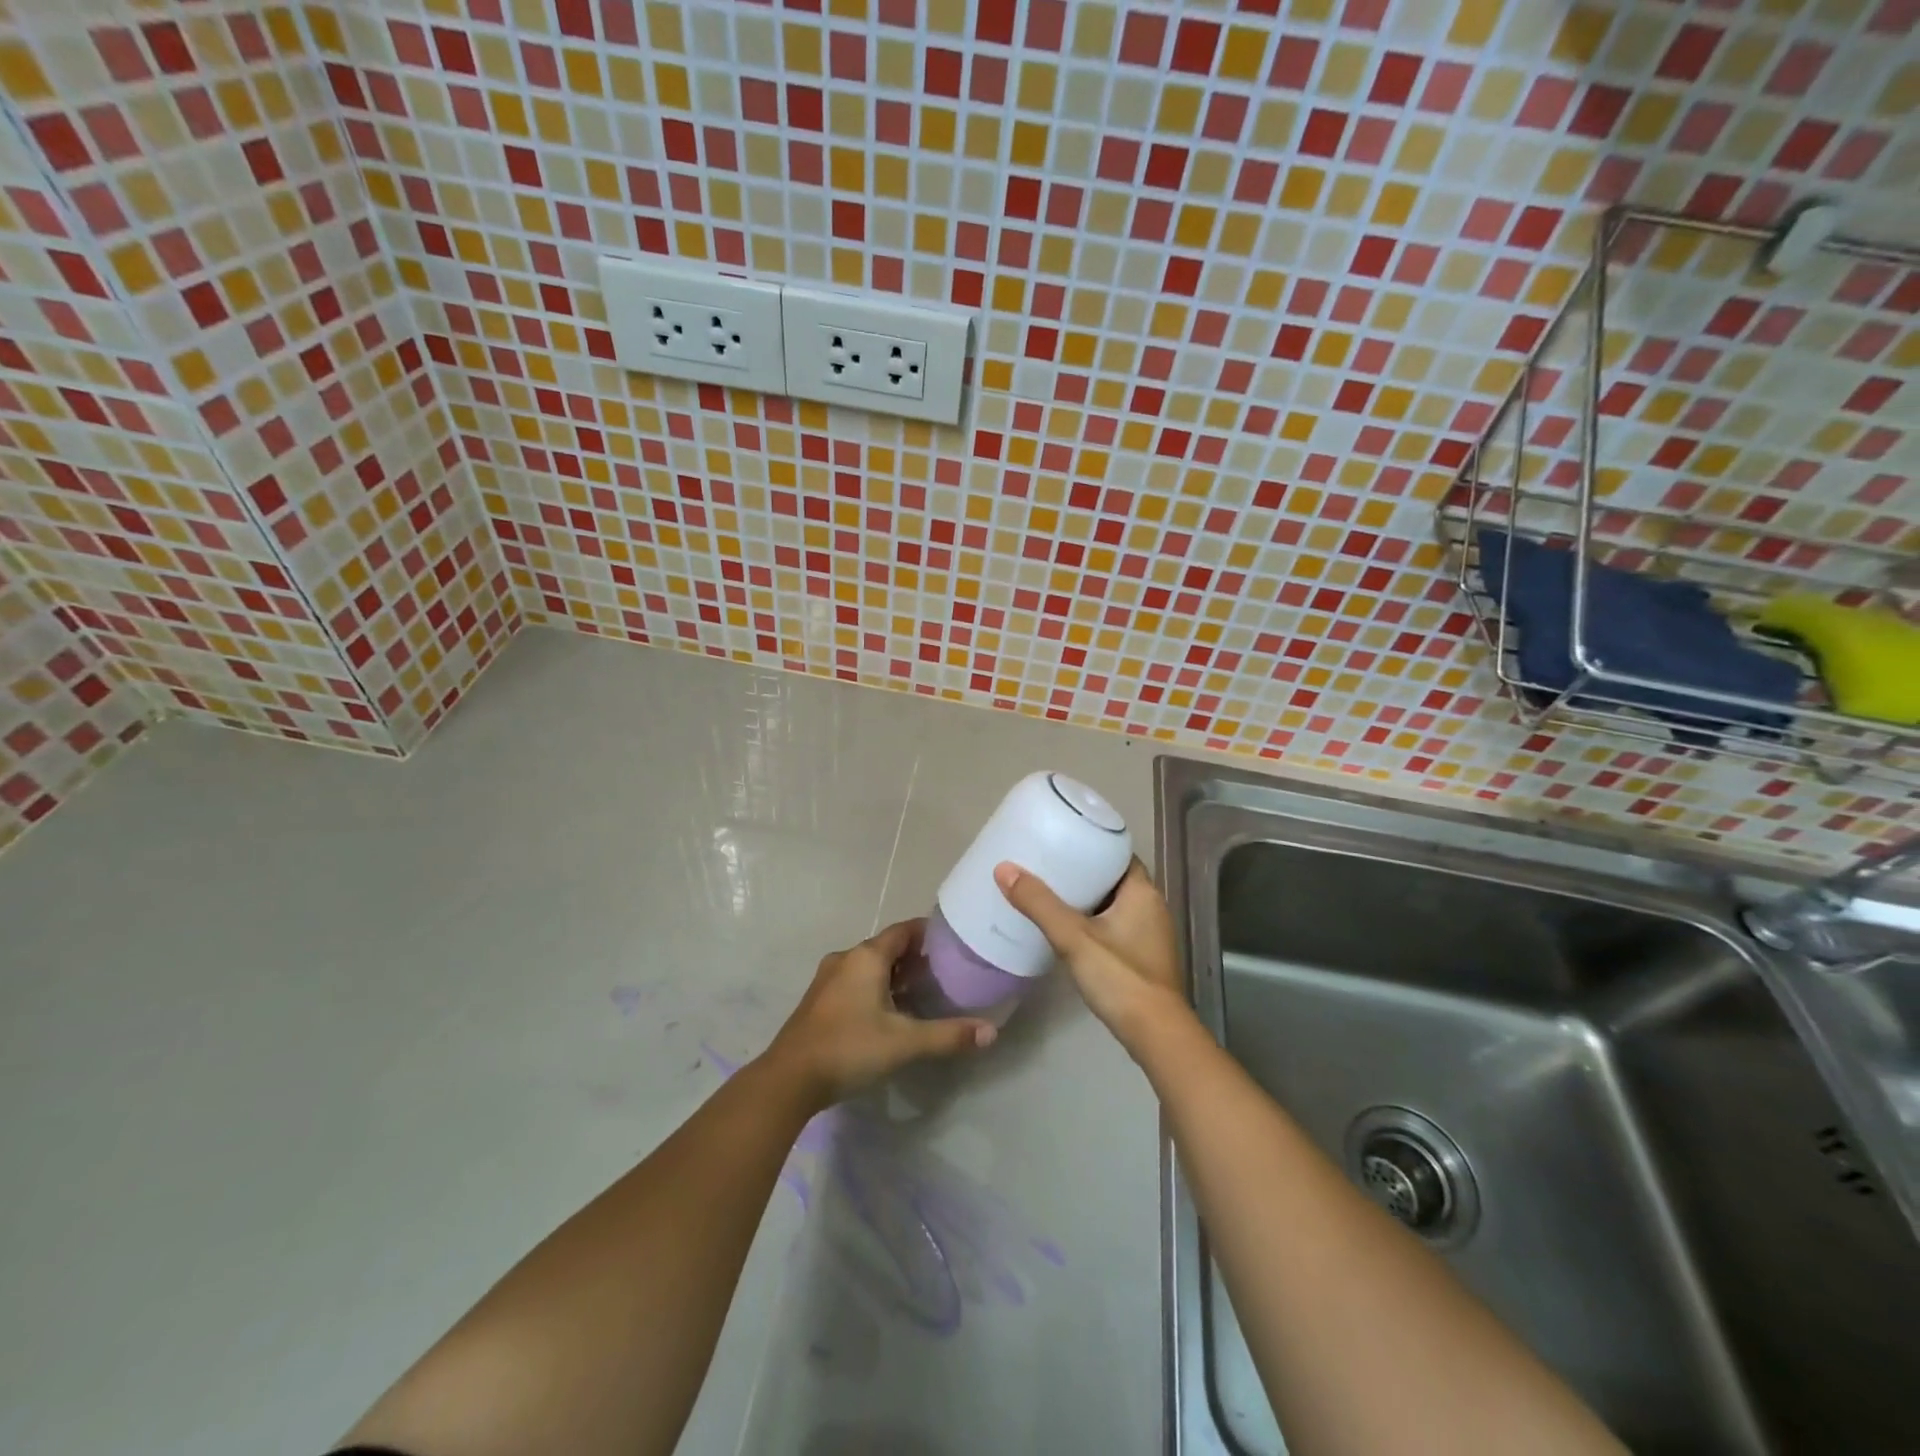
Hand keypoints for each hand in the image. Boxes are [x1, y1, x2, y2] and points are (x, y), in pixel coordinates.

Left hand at [760, 918, 996, 1106]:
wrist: (789, 1079)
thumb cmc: (849, 1048)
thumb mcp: (905, 1043)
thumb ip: (949, 1035)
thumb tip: (992, 1032)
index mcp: (867, 956)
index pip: (904, 930)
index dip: (929, 933)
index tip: (953, 941)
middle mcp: (846, 958)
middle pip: (887, 946)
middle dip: (915, 956)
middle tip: (945, 970)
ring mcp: (828, 979)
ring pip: (869, 965)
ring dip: (894, 973)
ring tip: (923, 990)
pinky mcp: (819, 1000)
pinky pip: (855, 981)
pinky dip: (876, 987)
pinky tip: (890, 1011)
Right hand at [993, 858, 1187, 1052]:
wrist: (1155, 1034)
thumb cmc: (1120, 977)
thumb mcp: (1073, 937)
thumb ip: (1039, 904)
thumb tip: (1004, 868)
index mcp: (1143, 892)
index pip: (1118, 854)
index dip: (1092, 845)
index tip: (1062, 841)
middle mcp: (1152, 907)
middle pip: (1114, 878)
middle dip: (1084, 872)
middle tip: (1047, 866)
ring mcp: (1150, 934)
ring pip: (1115, 904)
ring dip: (1088, 898)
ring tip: (1051, 893)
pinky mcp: (1143, 957)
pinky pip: (1116, 926)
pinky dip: (1094, 921)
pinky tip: (1068, 929)